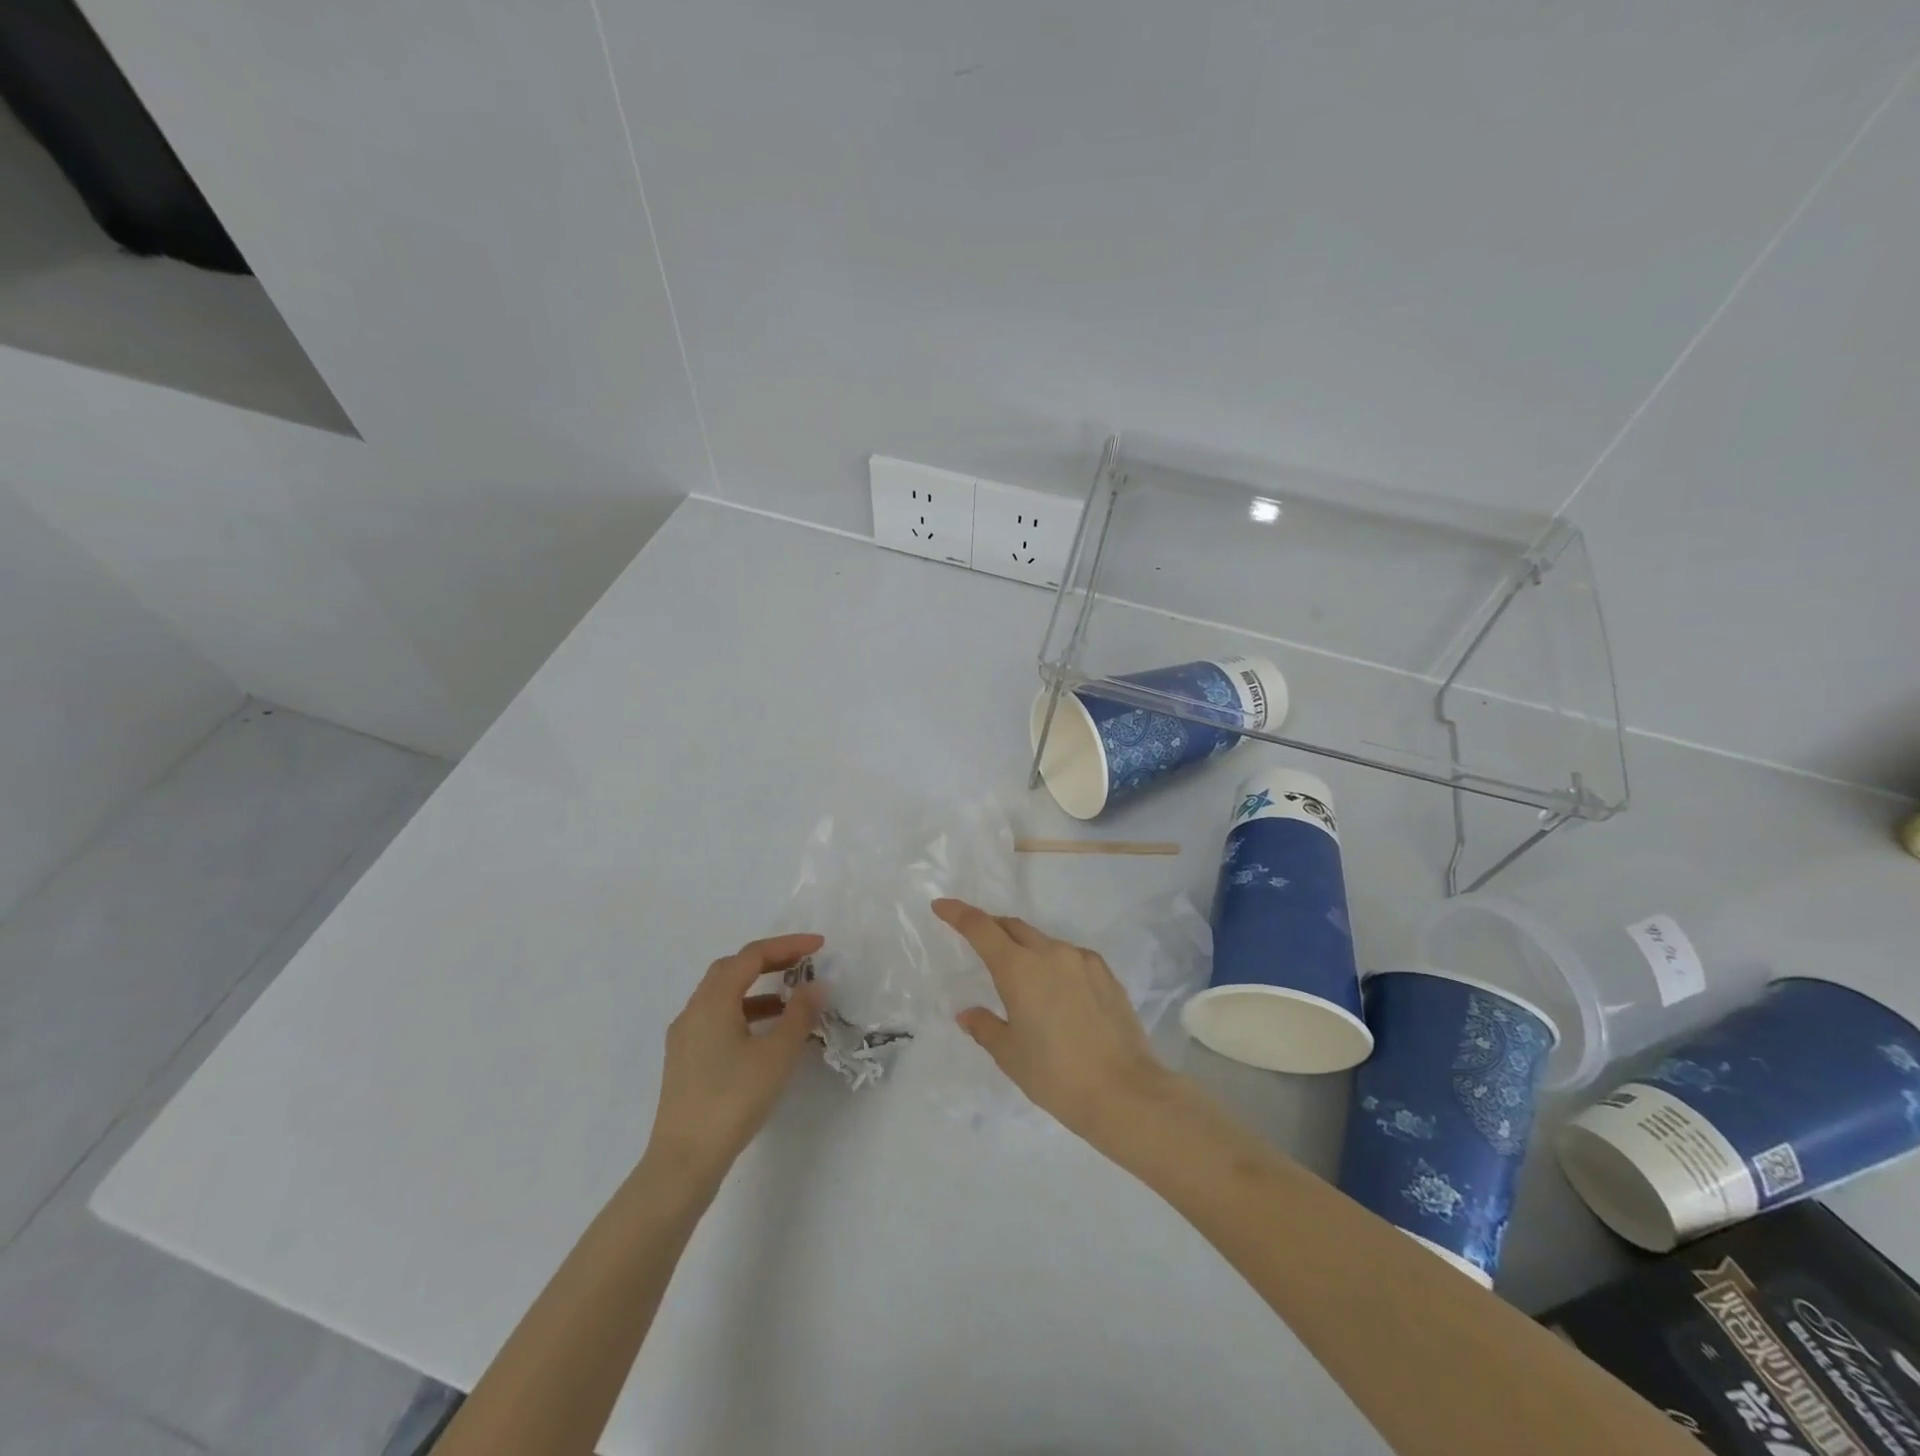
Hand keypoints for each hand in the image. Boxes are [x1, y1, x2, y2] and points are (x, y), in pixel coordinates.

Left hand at [646, 933, 824, 1181]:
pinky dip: (744, 1012)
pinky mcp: (684, 1060)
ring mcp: (685, 1036)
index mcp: (713, 1000)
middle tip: (803, 965)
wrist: (684, 1161)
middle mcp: (694, 1010)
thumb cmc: (733, 1100)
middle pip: (732, 968)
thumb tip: (816, 985)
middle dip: (769, 961)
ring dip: (757, 988)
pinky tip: (765, 1034)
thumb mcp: (777, 1054)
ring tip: (790, 1001)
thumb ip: (800, 1014)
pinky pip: (717, 1018)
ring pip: (723, 995)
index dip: (787, 945)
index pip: (752, 955)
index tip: (820, 947)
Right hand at [932, 899, 1180, 1142]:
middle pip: (1013, 927)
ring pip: (1043, 942)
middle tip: (978, 942)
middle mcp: (1050, 953)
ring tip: (1021, 979)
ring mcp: (1082, 960)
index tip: (941, 905)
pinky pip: (1070, 958)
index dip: (958, 913)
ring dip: (1025, 949)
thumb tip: (968, 1013)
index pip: (981, 928)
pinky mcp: (1106, 974)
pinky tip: (1057, 993)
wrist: (1125, 1093)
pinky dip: (1053, 964)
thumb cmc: (1056, 1076)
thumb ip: (985, 1027)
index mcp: (1019, 968)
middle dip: (992, 928)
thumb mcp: (1010, 1055)